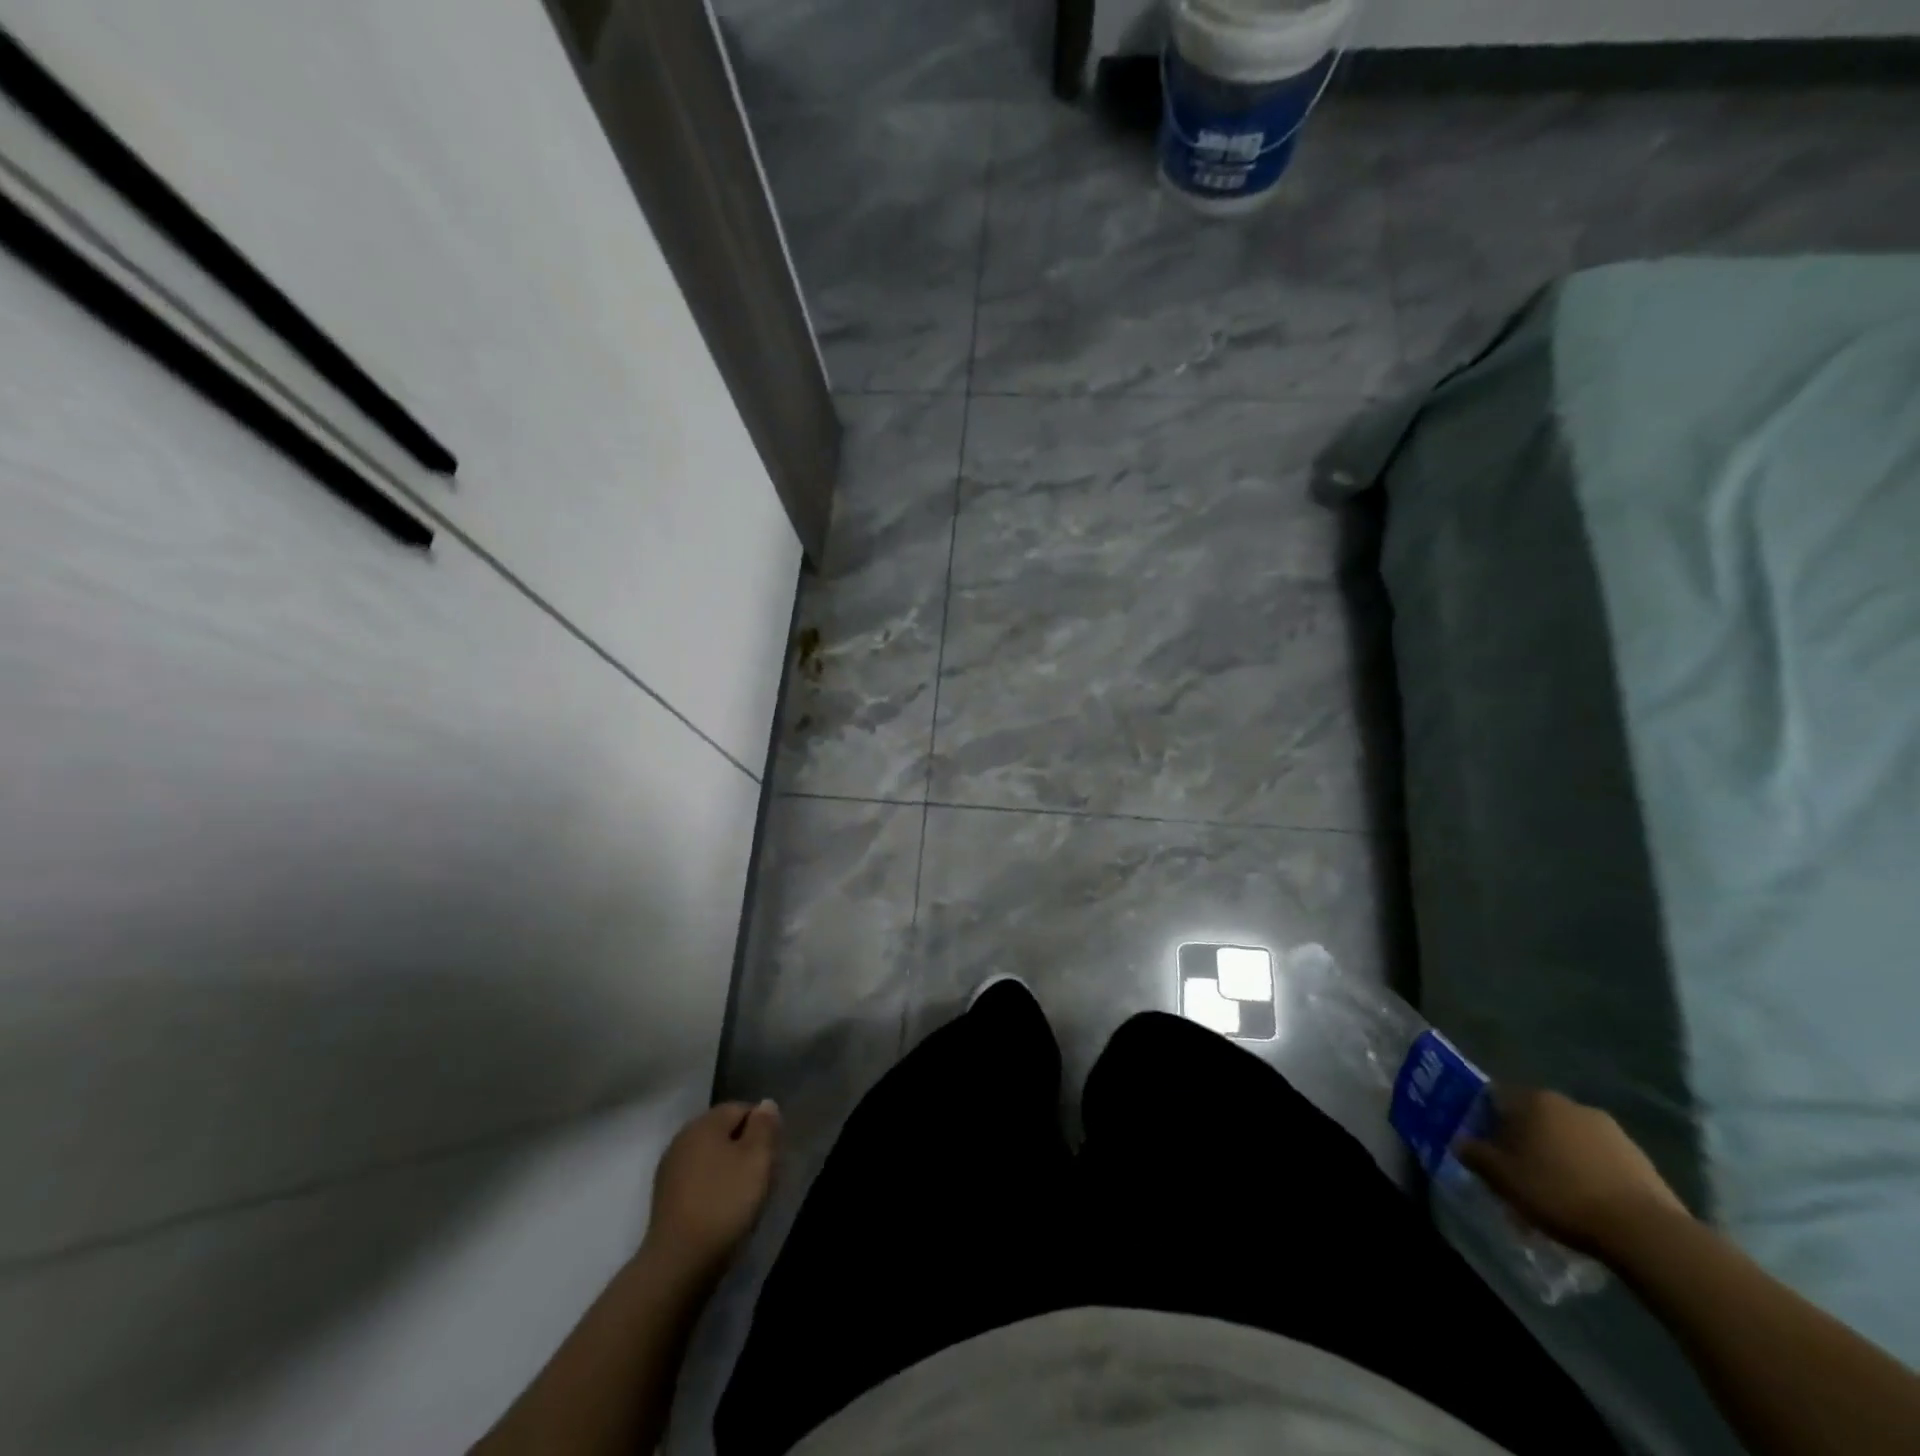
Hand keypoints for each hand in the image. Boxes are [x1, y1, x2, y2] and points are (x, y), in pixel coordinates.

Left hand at [644, 1101, 779, 1277]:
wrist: (679, 1263)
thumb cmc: (724, 1203)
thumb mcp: (757, 1159)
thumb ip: (764, 1126)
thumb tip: (766, 1104)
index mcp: (704, 1123)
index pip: (741, 1108)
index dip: (762, 1128)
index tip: (771, 1157)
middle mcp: (683, 1138)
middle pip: (724, 1132)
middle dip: (746, 1148)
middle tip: (762, 1177)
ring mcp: (671, 1169)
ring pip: (711, 1157)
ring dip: (730, 1169)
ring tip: (745, 1197)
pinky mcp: (666, 1198)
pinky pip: (699, 1179)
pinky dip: (714, 1188)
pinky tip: (722, 1210)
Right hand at [1458, 1087, 1687, 1255]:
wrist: (1646, 1232)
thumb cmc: (1561, 1194)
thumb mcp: (1503, 1178)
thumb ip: (1476, 1155)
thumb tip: (1462, 1143)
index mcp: (1534, 1100)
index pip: (1496, 1099)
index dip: (1485, 1123)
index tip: (1486, 1151)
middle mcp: (1569, 1104)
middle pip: (1533, 1119)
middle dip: (1522, 1143)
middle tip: (1517, 1176)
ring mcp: (1609, 1130)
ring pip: (1567, 1140)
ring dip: (1556, 1159)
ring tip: (1554, 1195)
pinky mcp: (1638, 1157)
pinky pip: (1597, 1159)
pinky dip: (1586, 1173)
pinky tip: (1586, 1203)